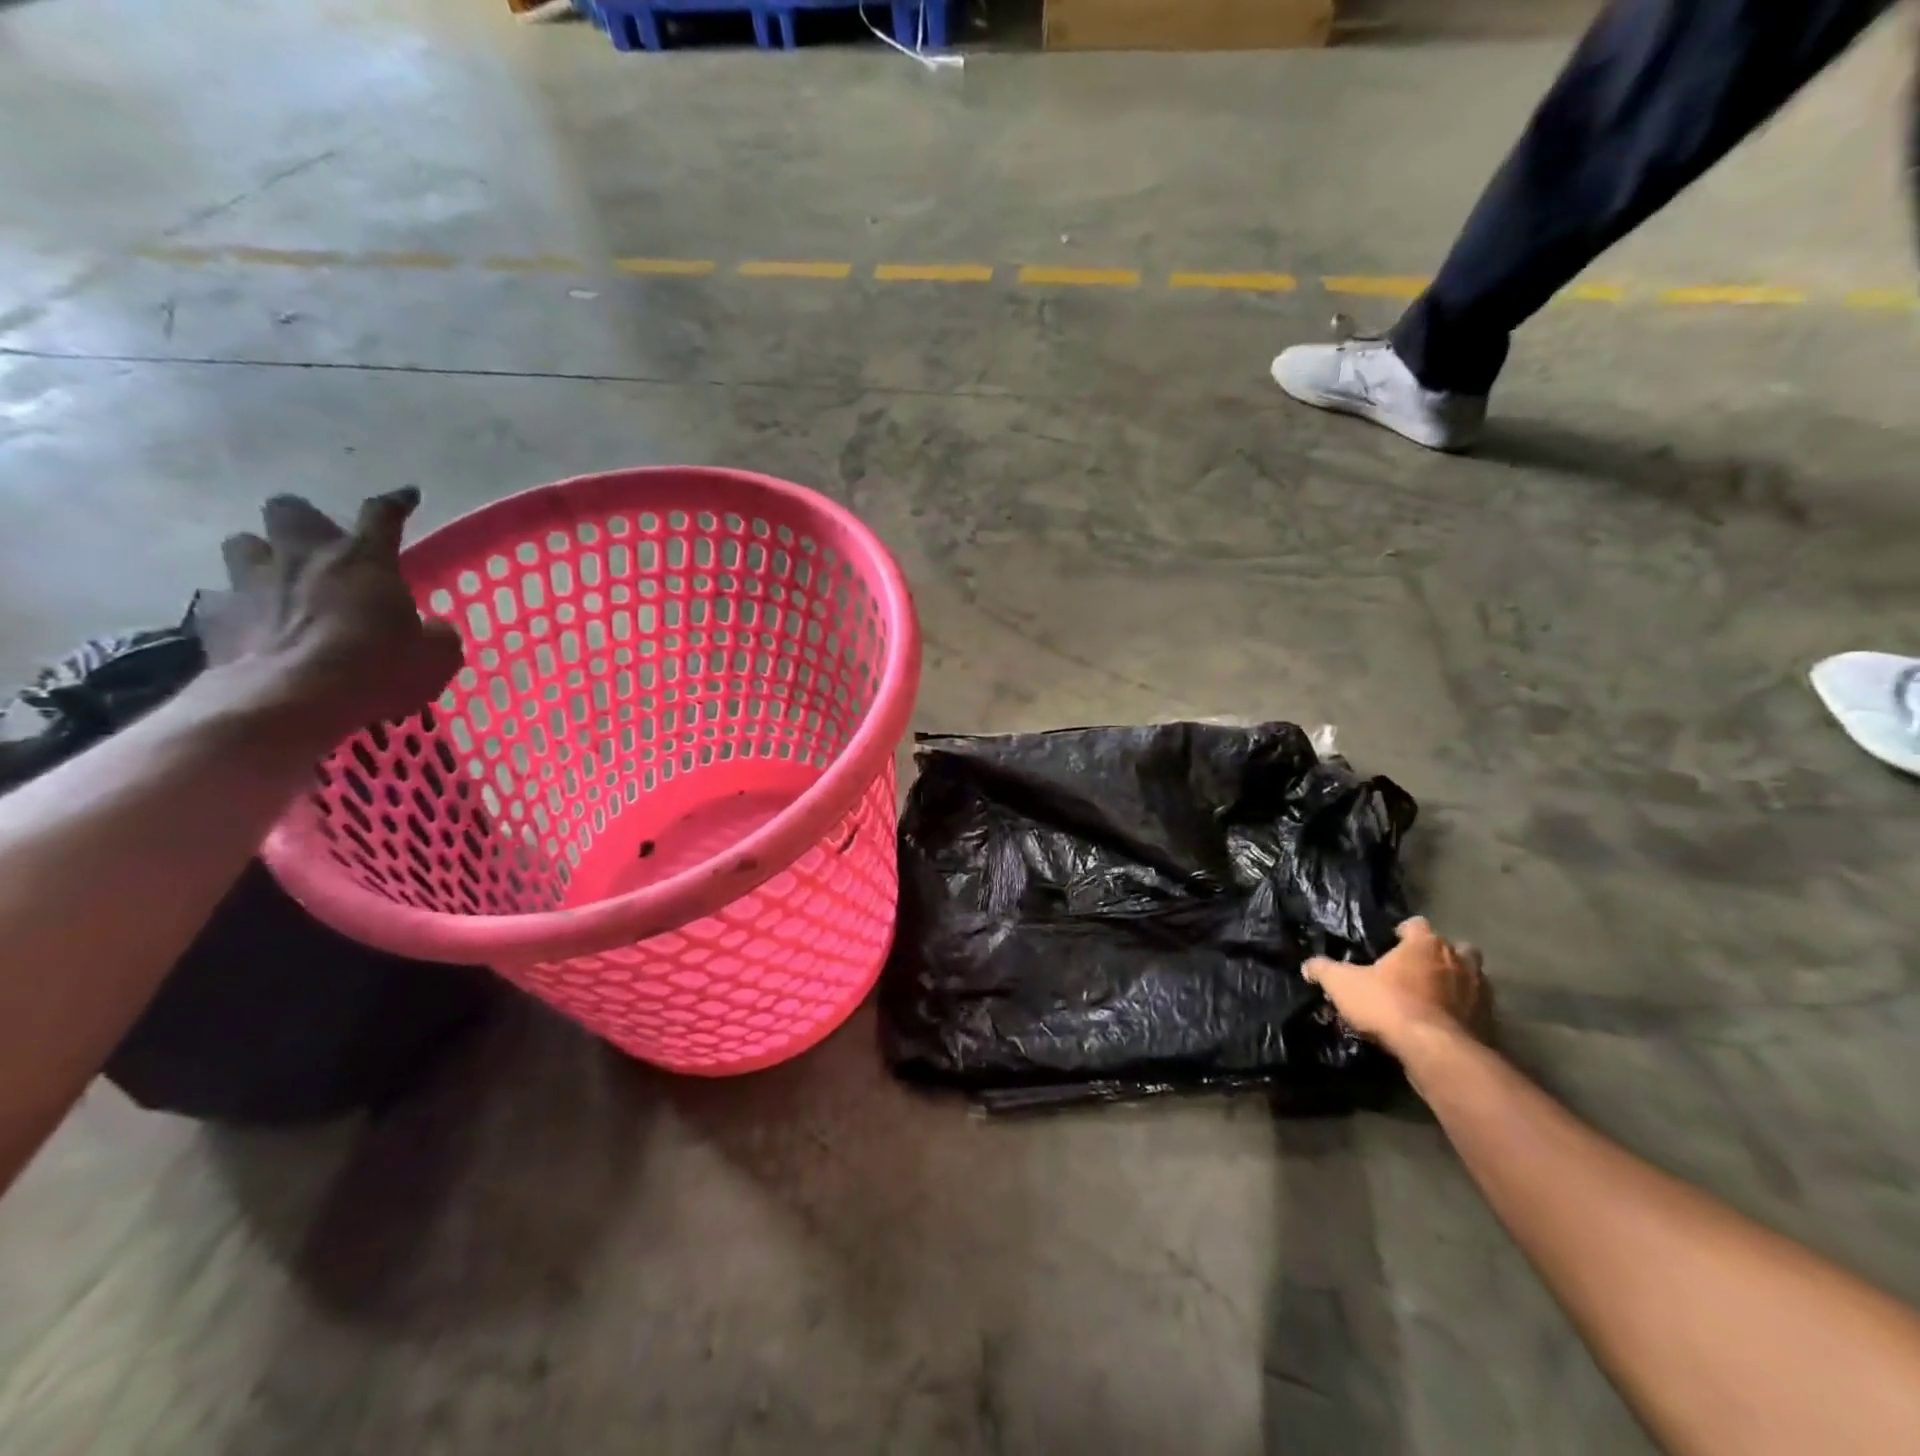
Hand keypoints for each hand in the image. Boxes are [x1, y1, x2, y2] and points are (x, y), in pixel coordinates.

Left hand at [196, 489, 462, 739]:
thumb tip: (433, 629)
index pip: (382, 515)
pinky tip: (252, 628)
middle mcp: (303, 557)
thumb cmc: (375, 670)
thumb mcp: (436, 658)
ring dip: (261, 556)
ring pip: (242, 544)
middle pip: (290, 510)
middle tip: (322, 547)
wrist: (288, 700)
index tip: (407, 496)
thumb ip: (437, 635)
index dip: (397, 503)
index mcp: (364, 561)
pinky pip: (220, 600)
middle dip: (304, 522)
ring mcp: (251, 583)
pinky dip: (236, 609)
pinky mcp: (215, 616)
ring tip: (279, 581)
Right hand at [1304, 917, 1492, 1053]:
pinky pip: (1476, 1010)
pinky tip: (1443, 1024)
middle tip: (1418, 969)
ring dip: (1457, 984)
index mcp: (1425, 944)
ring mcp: (1480, 992)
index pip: (1417, 924)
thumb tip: (1309, 965)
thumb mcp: (1343, 985)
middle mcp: (1458, 960)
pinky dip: (1464, 1013)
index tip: (1391, 943)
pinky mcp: (1490, 1022)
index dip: (1404, 932)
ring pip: (1472, 978)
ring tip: (1433, 998)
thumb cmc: (1388, 1005)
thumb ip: (1324, 970)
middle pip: (1456, 948)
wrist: (1435, 1052)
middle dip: (1442, 955)